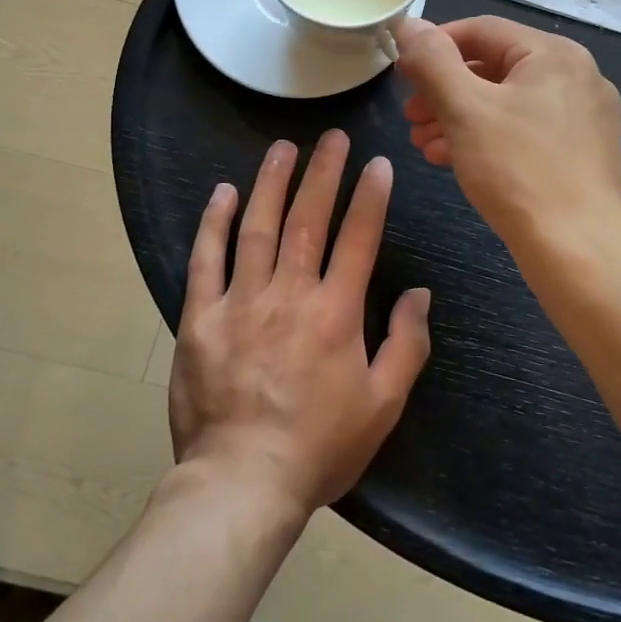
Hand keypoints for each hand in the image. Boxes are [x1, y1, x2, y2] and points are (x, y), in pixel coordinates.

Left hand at [169, 131, 431, 515]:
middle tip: (332, 138)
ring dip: (272, 182)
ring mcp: (240, 301)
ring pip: (258, 227)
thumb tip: (419, 293)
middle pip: (308, 218)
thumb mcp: (383, 404)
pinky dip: (215, 222)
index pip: (358, 237)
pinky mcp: (200, 317)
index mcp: (335, 312)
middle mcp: (289, 294)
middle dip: (323, 172)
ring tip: (283, 147)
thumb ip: (406, 344)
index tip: (377, 163)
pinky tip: (224, 192)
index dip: (370, 196)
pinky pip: (206, 259)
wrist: (241, 483)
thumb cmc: (319, 447)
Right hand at [396, 16, 620, 256]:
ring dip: (459, 117)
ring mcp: (583, 117)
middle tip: (410, 115)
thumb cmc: (519, 171)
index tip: (400, 73)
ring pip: (506, 102)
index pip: (481, 31)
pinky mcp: (581, 152)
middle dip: (444, 90)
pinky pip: (524, 130)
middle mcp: (576, 76)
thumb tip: (409, 24)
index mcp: (554, 54)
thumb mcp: (465, 109)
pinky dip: (486, 138)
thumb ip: (433, 61)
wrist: (580, 252)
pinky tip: (452, 160)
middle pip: (494, 67)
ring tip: (423, 142)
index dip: (434, 46)